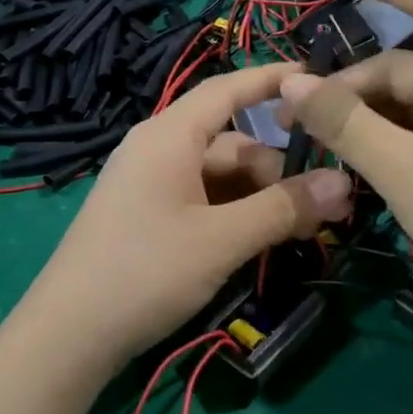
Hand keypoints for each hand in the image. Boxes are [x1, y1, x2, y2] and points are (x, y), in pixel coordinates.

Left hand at [14, 63, 353, 372]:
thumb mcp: (222, 239)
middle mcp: (158, 149)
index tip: (319, 78)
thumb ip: (283, 208)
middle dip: (279, 169)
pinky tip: (261, 241)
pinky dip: (235, 213)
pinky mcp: (147, 215)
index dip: (273, 80)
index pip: (227, 90)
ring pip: (220, 176)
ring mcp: (150, 184)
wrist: (68, 335)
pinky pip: (202, 200)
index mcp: (169, 136)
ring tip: (302, 230)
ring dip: (261, 197)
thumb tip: (344, 182)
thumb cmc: (145, 271)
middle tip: (327, 205)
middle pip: (232, 143)